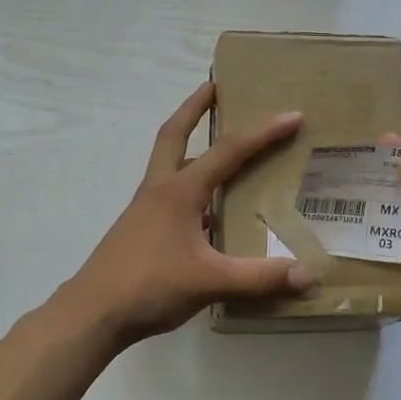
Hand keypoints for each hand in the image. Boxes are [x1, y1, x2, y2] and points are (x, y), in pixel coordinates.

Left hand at [65, 82, 316, 343]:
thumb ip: (259, 278)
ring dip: (190, 147)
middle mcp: (160, 190)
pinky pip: (170, 196)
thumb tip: (307, 275)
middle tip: (214, 86)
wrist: (93, 313)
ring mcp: (145, 209)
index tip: (292, 116)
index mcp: (179, 191)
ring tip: (219, 147)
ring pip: (170, 165)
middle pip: (174, 135)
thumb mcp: (210, 281)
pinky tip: (210, 213)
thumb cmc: (149, 286)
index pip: (228, 152)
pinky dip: (190, 189)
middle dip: (195, 108)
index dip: (263, 133)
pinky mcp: (141, 230)